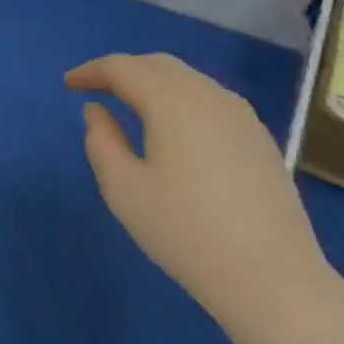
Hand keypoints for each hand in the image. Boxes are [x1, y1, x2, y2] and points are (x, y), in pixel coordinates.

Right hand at [65, 53, 336, 343]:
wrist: (274, 279)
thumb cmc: (186, 232)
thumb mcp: (124, 190)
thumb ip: (101, 141)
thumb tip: (97, 111)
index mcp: (171, 100)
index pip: (122, 67)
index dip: (91, 71)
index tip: (69, 84)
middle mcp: (208, 94)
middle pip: (157, 64)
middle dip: (123, 71)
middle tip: (97, 89)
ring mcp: (241, 114)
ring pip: (188, 79)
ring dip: (154, 83)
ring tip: (132, 106)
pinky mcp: (260, 138)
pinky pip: (210, 100)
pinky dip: (182, 100)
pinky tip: (176, 129)